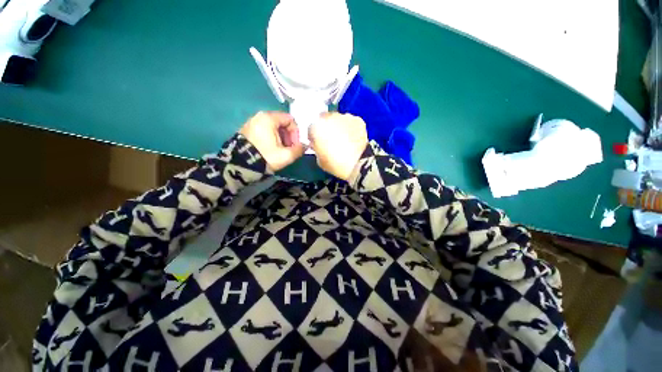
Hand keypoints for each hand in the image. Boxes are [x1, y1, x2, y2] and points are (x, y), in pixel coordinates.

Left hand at [240, 111, 304, 170]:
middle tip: (289, 149)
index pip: (290, 120)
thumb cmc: (265, 157)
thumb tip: (305, 146)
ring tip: (280, 151)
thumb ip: (299, 149)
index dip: (296, 133)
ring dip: (281, 138)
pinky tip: (271, 149)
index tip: (295, 145)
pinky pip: (264, 130)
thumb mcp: (286, 155)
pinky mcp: (247, 130)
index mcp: (269, 118)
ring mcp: (252, 122)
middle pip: (282, 123)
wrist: (241, 166)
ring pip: (273, 127)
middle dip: (289, 136)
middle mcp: (260, 116)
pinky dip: (271, 138)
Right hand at [309, 113, 367, 180]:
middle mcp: (329, 118)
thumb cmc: (335, 164)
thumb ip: (316, 148)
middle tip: (331, 139)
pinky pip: (350, 122)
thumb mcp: (319, 160)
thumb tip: (317, 144)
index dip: (314, 136)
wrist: (358, 163)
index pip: (311, 129)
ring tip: (344, 138)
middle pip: (324, 119)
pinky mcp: (357, 120)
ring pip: (338, 119)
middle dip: (326, 127)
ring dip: (338, 125)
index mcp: (316, 128)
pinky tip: (353, 138)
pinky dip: (350, 127)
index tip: (318, 143)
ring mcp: (344, 117)